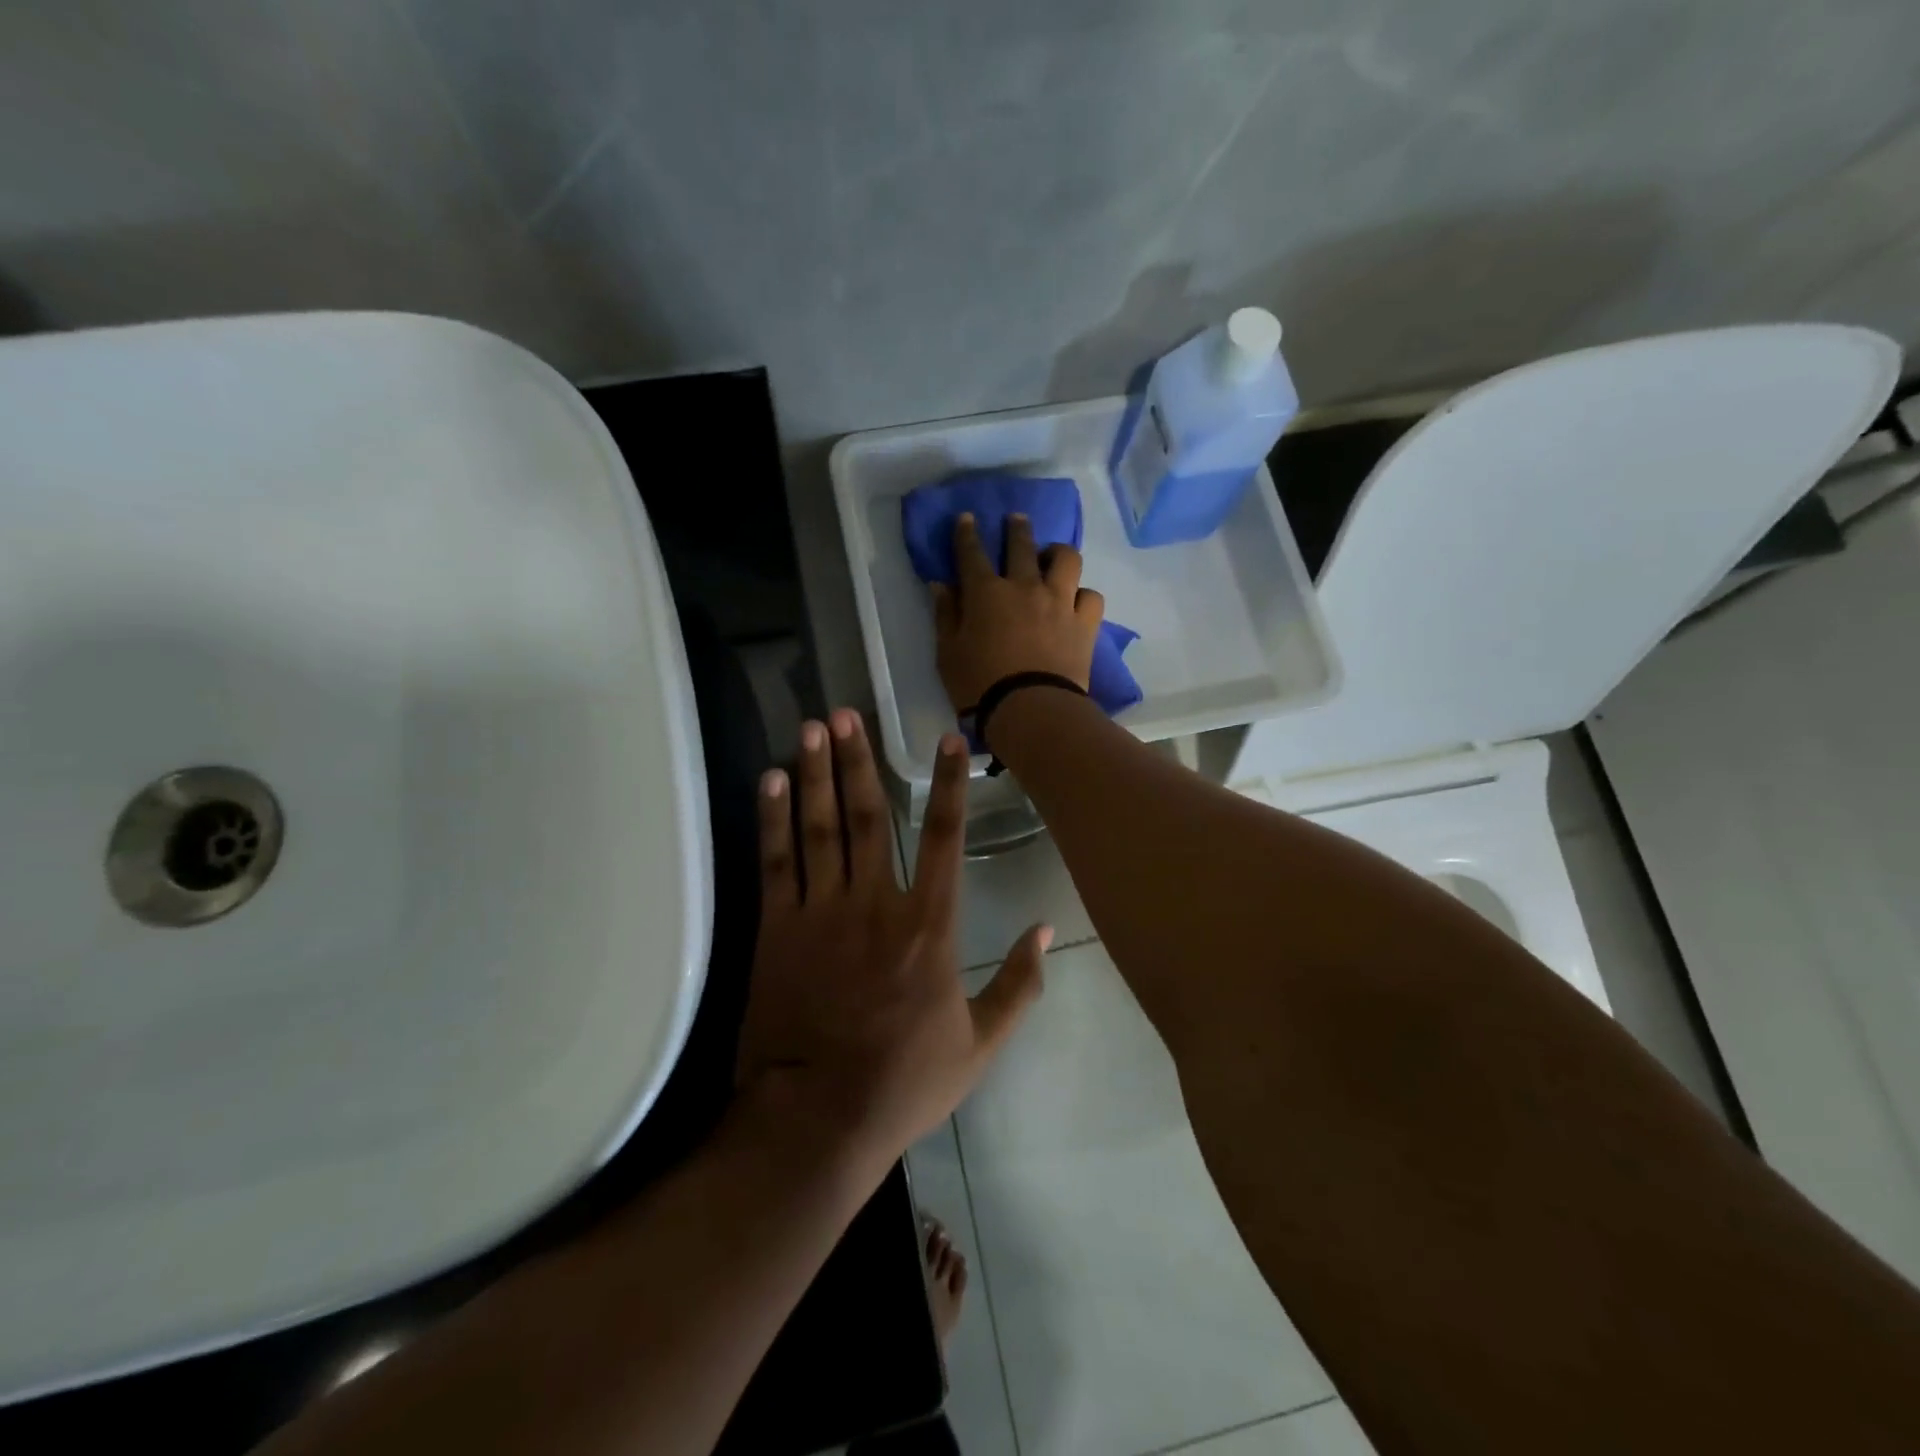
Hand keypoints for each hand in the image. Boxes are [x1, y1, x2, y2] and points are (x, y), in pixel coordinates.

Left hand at [736, 709, 1047, 1170]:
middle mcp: (876, 903)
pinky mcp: (778, 929)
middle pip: (868, 815)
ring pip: (818, 827)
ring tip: (813, 727)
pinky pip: (775, 862)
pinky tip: (770, 781)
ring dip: (815, 773)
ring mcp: (821, 912)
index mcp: (930, 925)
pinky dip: (772, 819)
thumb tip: (1045, 927)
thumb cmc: (905, 1081)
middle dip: (859, 759)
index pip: (946, 837)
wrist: (818, 1118)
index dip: (947, 784)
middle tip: (847, 711)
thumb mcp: (982, 1043)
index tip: (945, 739)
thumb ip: (1019, 983)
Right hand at [933, 512, 1104, 709]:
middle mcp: (1025, 587)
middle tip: (1016, 520)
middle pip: (1022, 545)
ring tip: (1053, 558)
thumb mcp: (948, 653)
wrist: (1031, 710)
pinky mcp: (1085, 624)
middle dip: (1016, 528)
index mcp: (986, 593)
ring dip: (1057, 553)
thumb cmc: (979, 685)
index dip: (967, 533)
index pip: (972, 553)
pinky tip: (1076, 601)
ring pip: (1066, 559)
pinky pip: (1091, 596)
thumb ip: (945, 615)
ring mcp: (1060, 602)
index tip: (967, 518)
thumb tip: (941, 585)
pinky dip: (1082, 595)